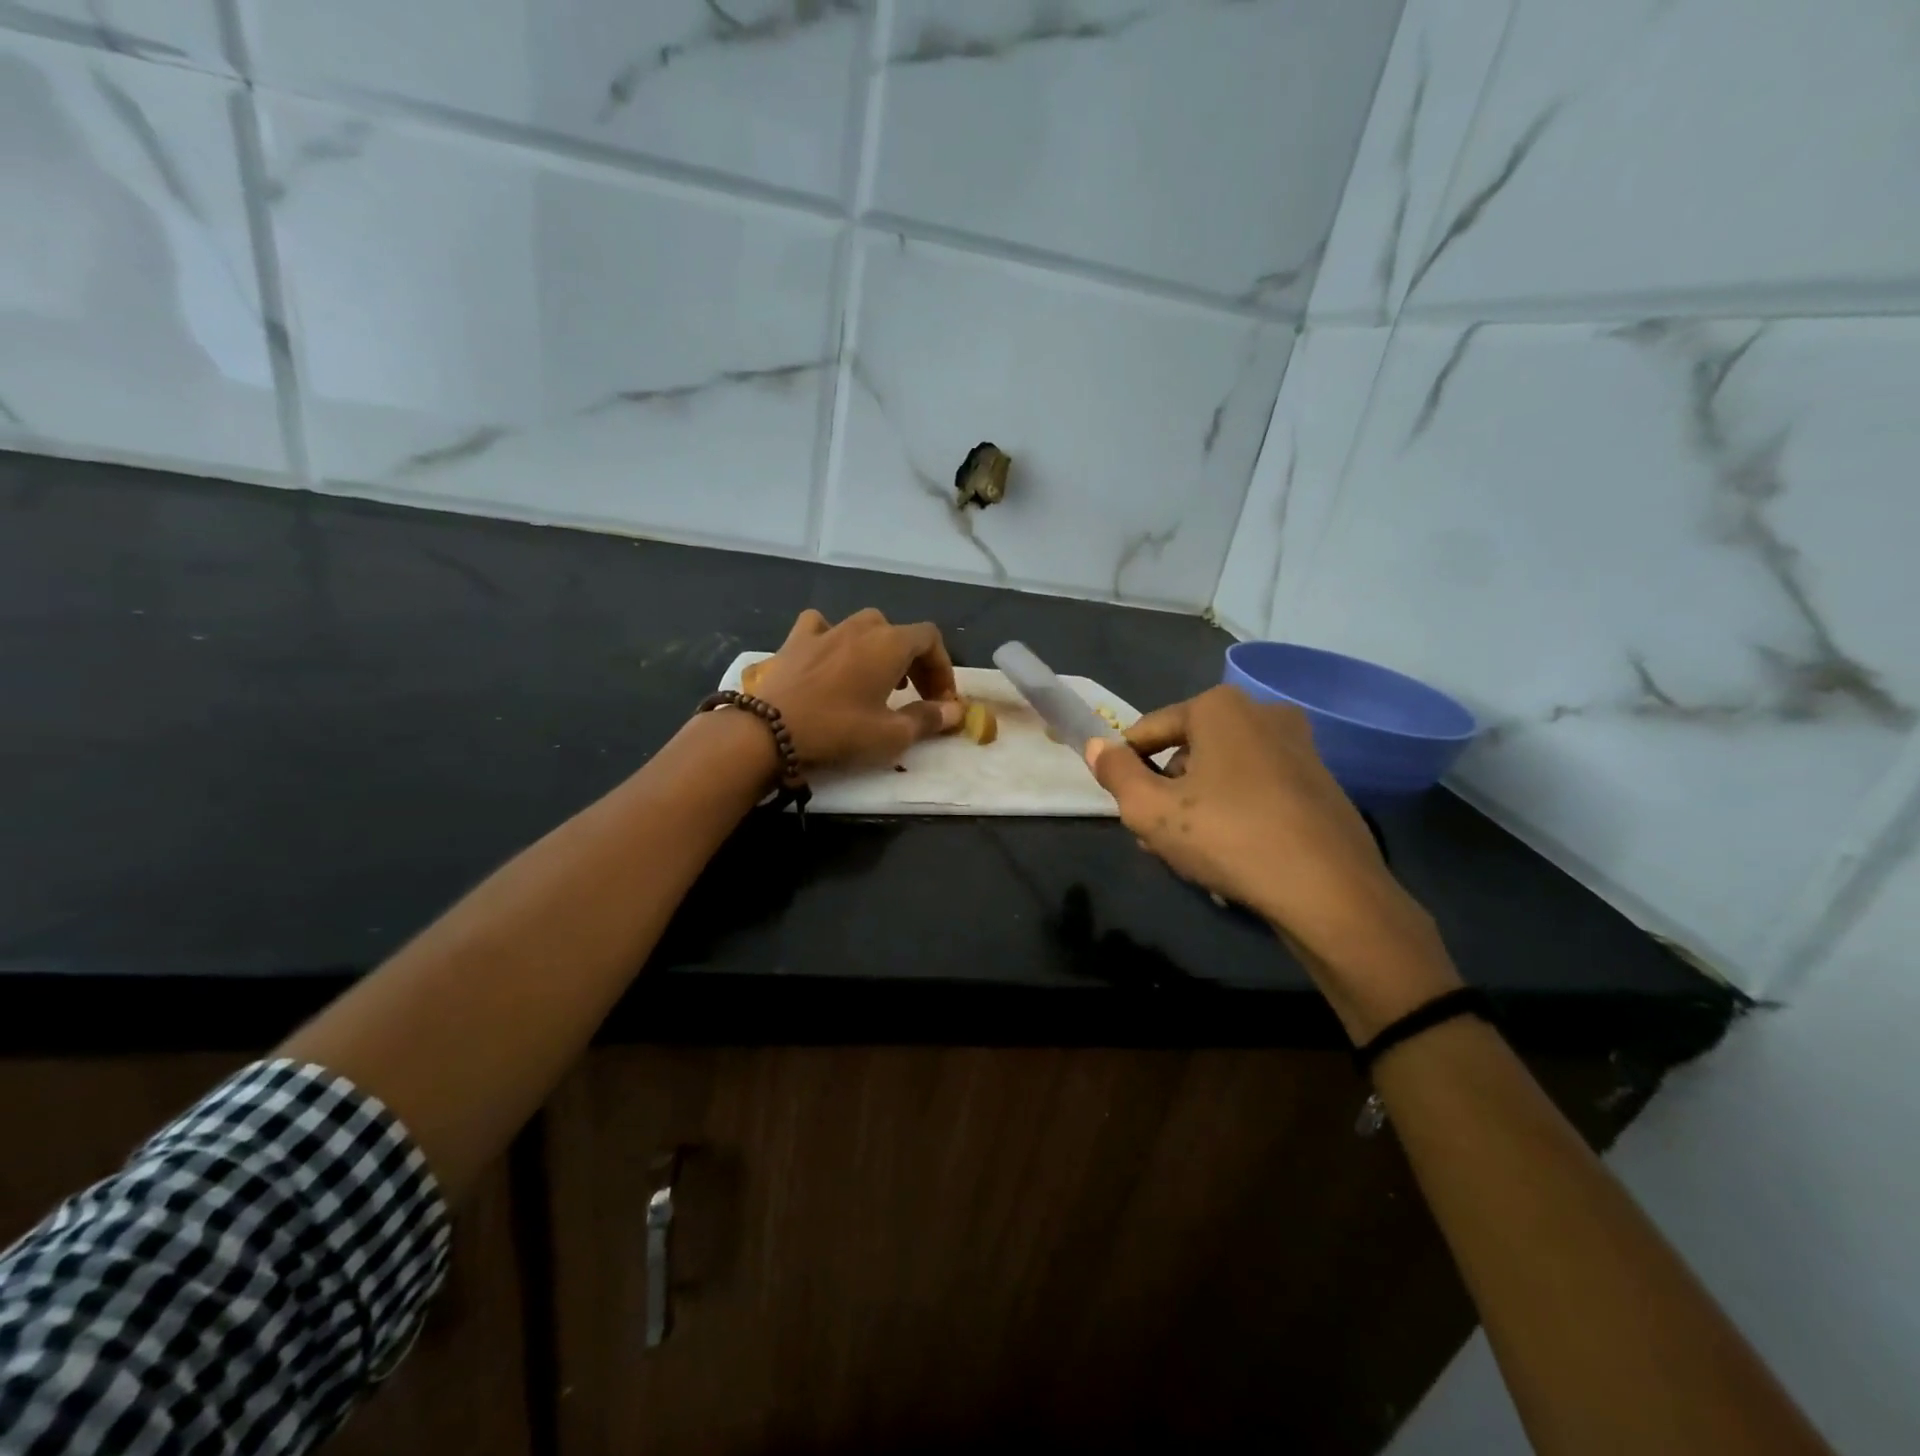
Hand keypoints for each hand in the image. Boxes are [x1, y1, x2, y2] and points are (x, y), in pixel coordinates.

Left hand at [746, 608, 963, 768]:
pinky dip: (834, 638)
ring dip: (879, 649)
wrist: (769, 729)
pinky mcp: (796, 640)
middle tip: (916, 695)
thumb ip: (928, 719)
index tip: (941, 699)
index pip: (930, 639)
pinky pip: (822, 626)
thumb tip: (955, 712)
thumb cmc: (838, 730)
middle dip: (915, 662)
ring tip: (878, 679)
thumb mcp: (891, 735)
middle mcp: (861, 626)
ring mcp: (826, 629)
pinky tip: (831, 656)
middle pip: (900, 633)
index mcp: (890, 643)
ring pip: (864, 626)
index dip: (942, 667)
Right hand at [1087, 685, 1458, 1038]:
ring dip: (1197, 807)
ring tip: (1189, 856)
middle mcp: (1262, 713)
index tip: (1125, 808)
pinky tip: (1231, 856)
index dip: (1127, 768)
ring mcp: (1298, 746)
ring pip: (1222, 773)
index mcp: (1220, 707)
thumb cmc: (1229, 838)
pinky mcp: (1320, 781)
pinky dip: (1235, 814)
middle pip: (1187, 751)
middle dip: (1165, 792)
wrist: (1330, 891)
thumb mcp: (1150, 810)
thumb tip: (1097, 746)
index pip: (1149, 730)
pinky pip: (1256, 790)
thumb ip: (1115, 774)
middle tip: (1155, 839)